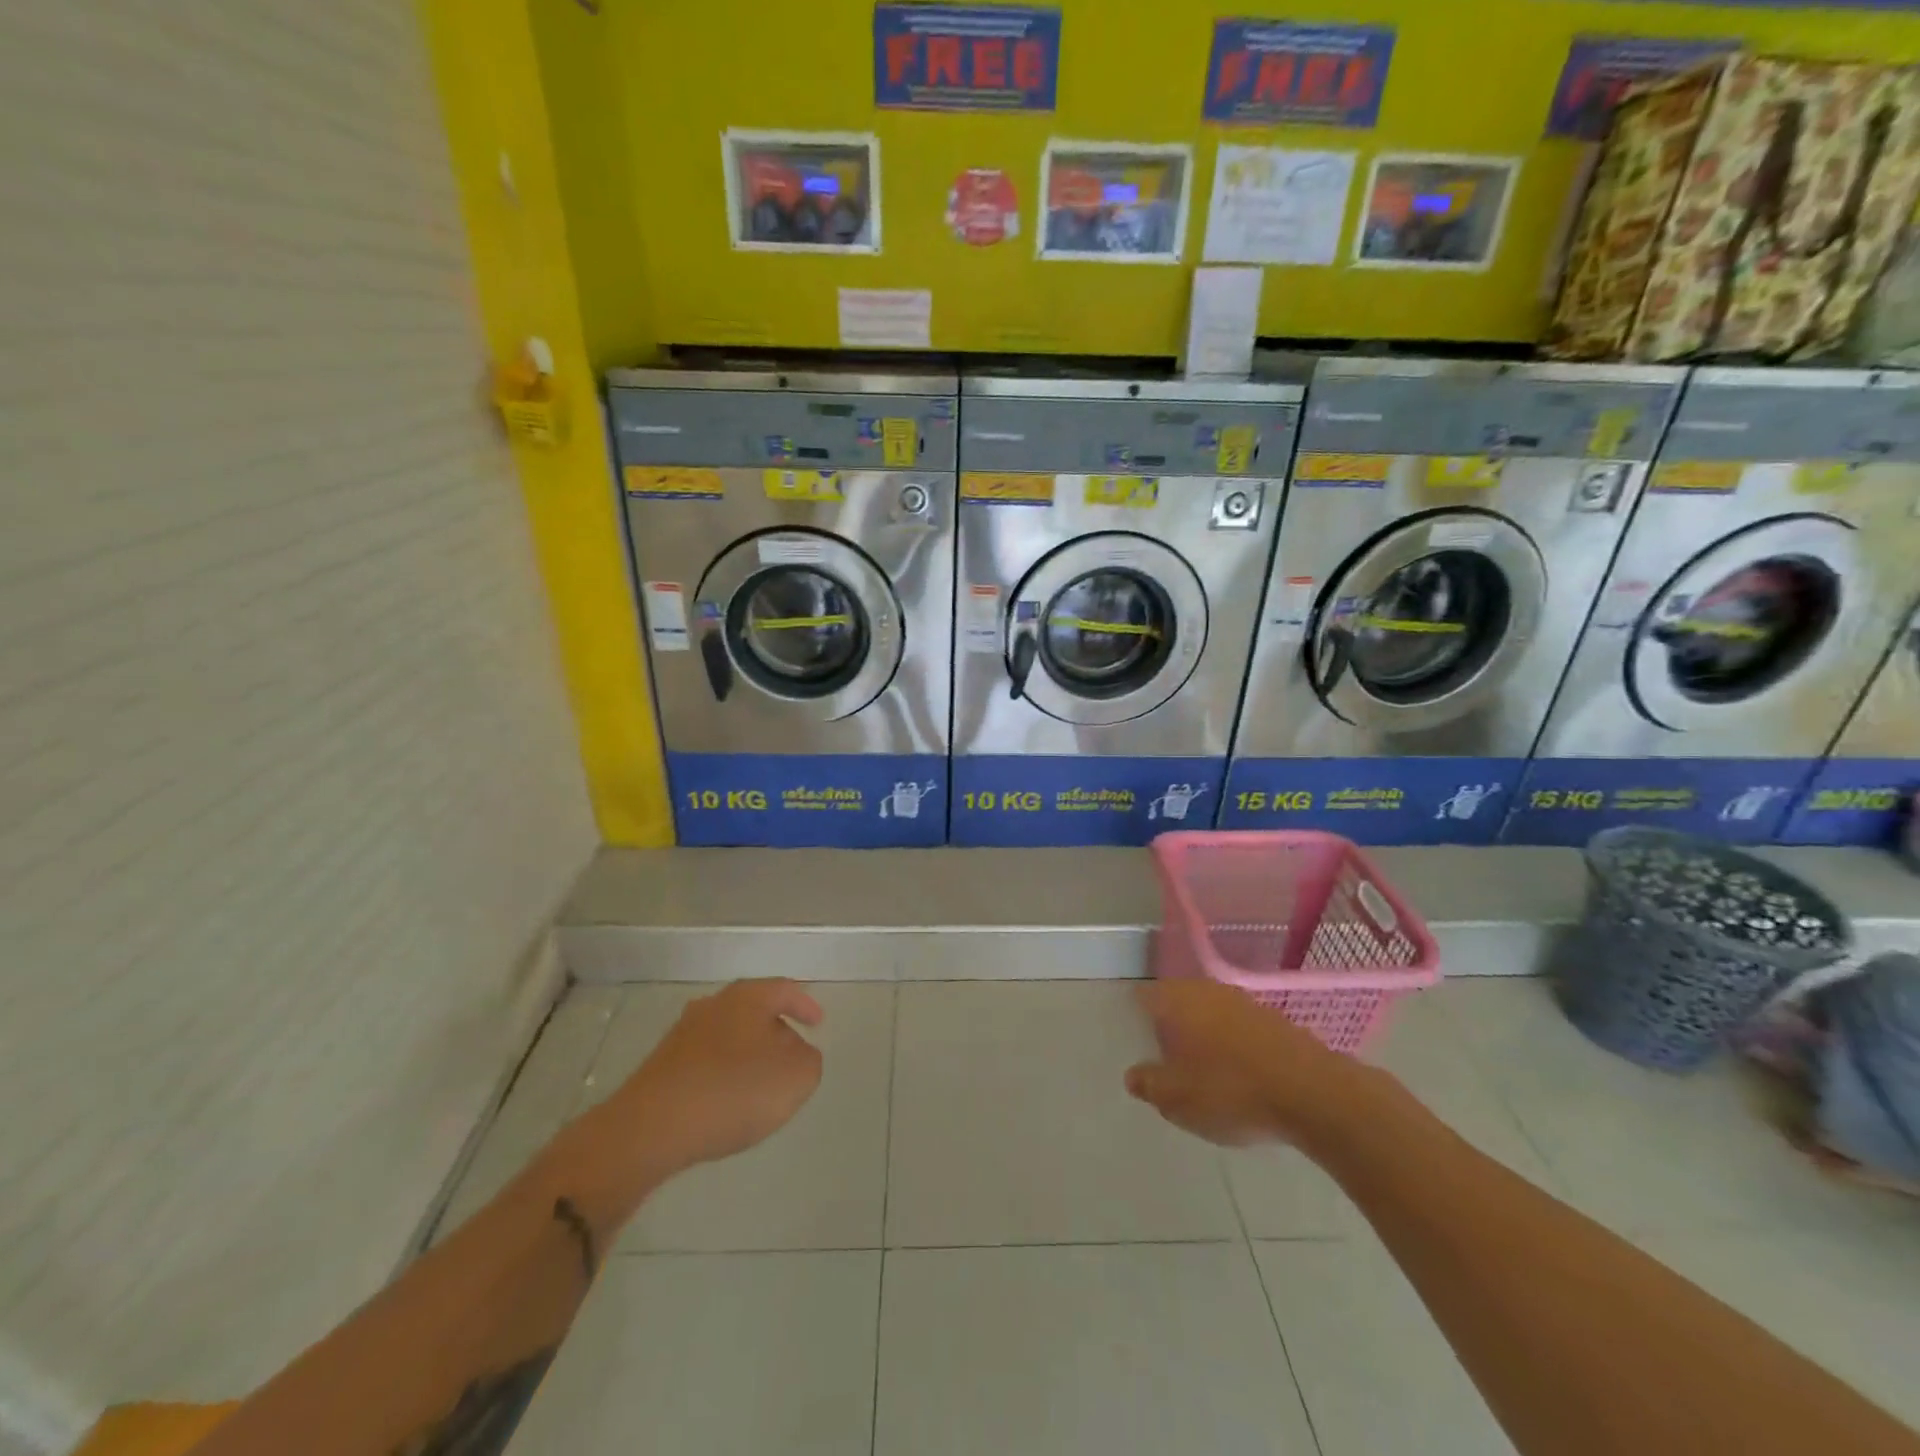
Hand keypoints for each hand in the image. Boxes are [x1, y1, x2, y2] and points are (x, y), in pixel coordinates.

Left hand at [613, 978, 825, 1177]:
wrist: (650, 1129)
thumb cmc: (732, 1091)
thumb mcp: (796, 1077)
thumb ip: (809, 1060)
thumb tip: (796, 1053)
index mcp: (747, 997)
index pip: (784, 990)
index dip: (805, 1005)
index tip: (818, 1023)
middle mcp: (713, 1005)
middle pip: (754, 1011)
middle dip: (775, 1031)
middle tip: (792, 1057)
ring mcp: (683, 1035)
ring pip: (728, 1036)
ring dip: (748, 1055)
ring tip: (761, 1085)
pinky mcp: (662, 1067)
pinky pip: (706, 1062)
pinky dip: (723, 1075)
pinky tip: (727, 1102)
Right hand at [1125, 979, 1361, 1146]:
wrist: (1312, 1093)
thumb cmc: (1229, 1091)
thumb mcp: (1176, 1100)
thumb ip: (1148, 1084)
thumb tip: (1133, 1075)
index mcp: (1175, 1000)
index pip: (1143, 998)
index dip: (1136, 1020)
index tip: (1137, 1045)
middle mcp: (1205, 989)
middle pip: (1177, 1003)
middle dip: (1170, 1029)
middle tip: (1168, 1064)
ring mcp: (1243, 1000)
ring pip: (1210, 1014)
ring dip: (1204, 1037)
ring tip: (1204, 1074)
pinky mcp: (1274, 1018)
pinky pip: (1239, 1028)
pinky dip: (1233, 1046)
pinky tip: (1240, 1076)